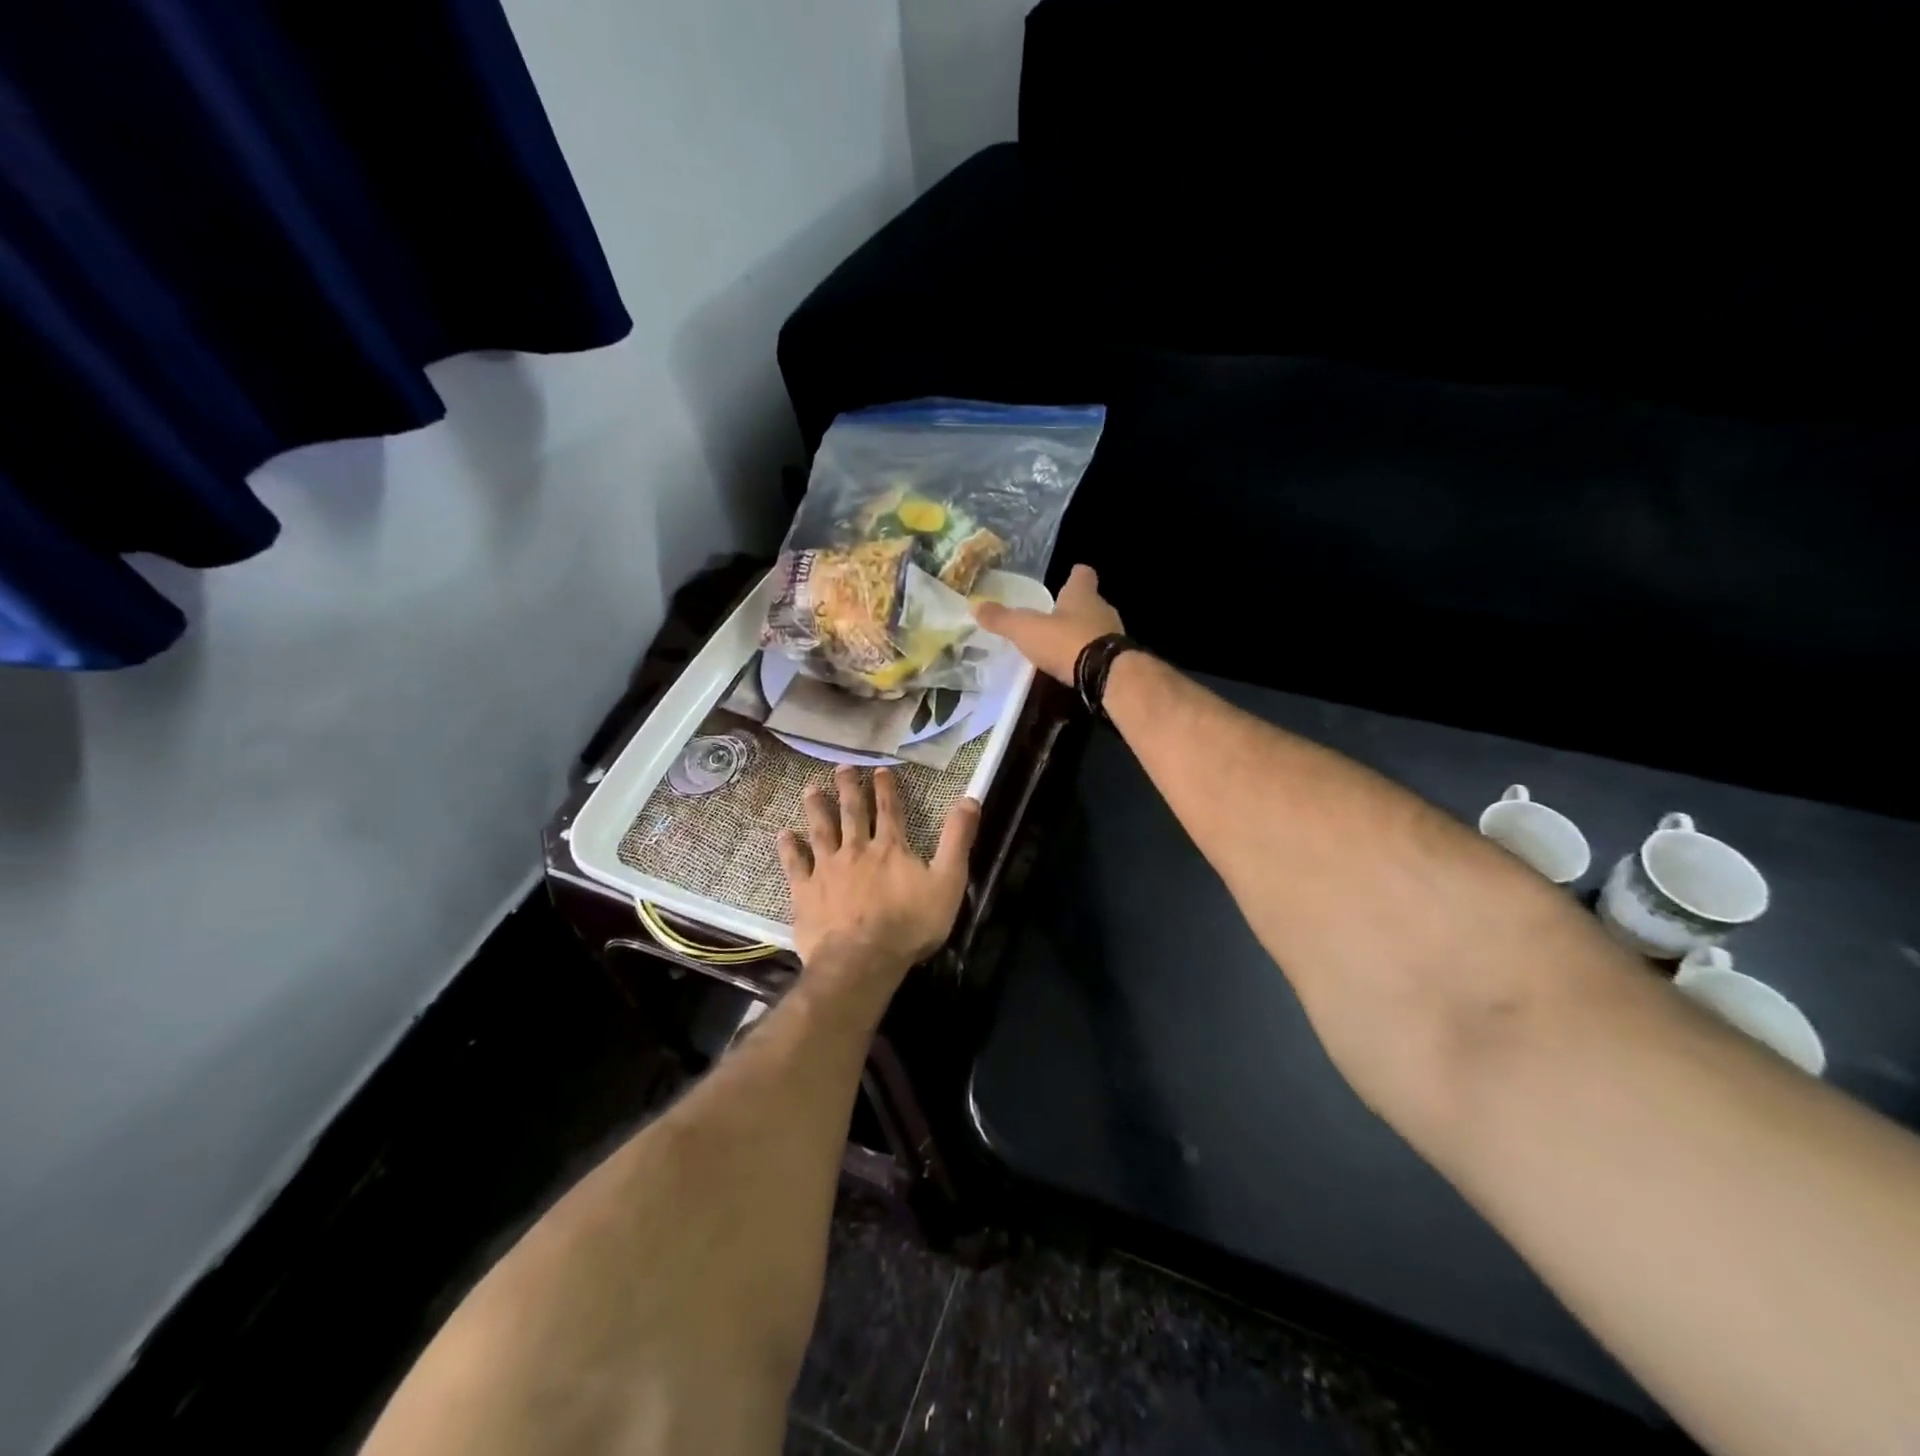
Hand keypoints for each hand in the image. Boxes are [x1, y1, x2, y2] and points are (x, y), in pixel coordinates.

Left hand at [777, 765, 979, 999]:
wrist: (862, 960)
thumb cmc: (910, 925)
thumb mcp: (948, 882)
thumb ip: (957, 840)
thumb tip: (970, 799)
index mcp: (891, 848)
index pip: (890, 810)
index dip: (885, 788)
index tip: (879, 769)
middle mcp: (857, 850)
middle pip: (852, 813)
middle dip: (849, 788)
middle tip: (842, 767)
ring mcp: (828, 869)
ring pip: (821, 831)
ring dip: (817, 808)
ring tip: (810, 789)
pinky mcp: (806, 891)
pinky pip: (795, 864)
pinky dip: (789, 848)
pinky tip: (784, 834)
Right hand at [972, 563, 1123, 684]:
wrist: (1106, 675)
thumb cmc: (1066, 641)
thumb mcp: (1026, 630)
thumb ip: (1002, 619)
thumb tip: (975, 606)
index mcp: (1081, 595)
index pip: (1082, 575)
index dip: (1075, 575)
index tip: (1070, 575)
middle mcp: (1102, 609)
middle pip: (1090, 602)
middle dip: (1076, 608)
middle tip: (1058, 616)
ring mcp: (1114, 634)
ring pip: (1098, 627)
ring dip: (1084, 633)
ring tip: (1064, 644)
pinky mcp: (1119, 659)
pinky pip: (1102, 652)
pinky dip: (1090, 656)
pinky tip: (1077, 666)